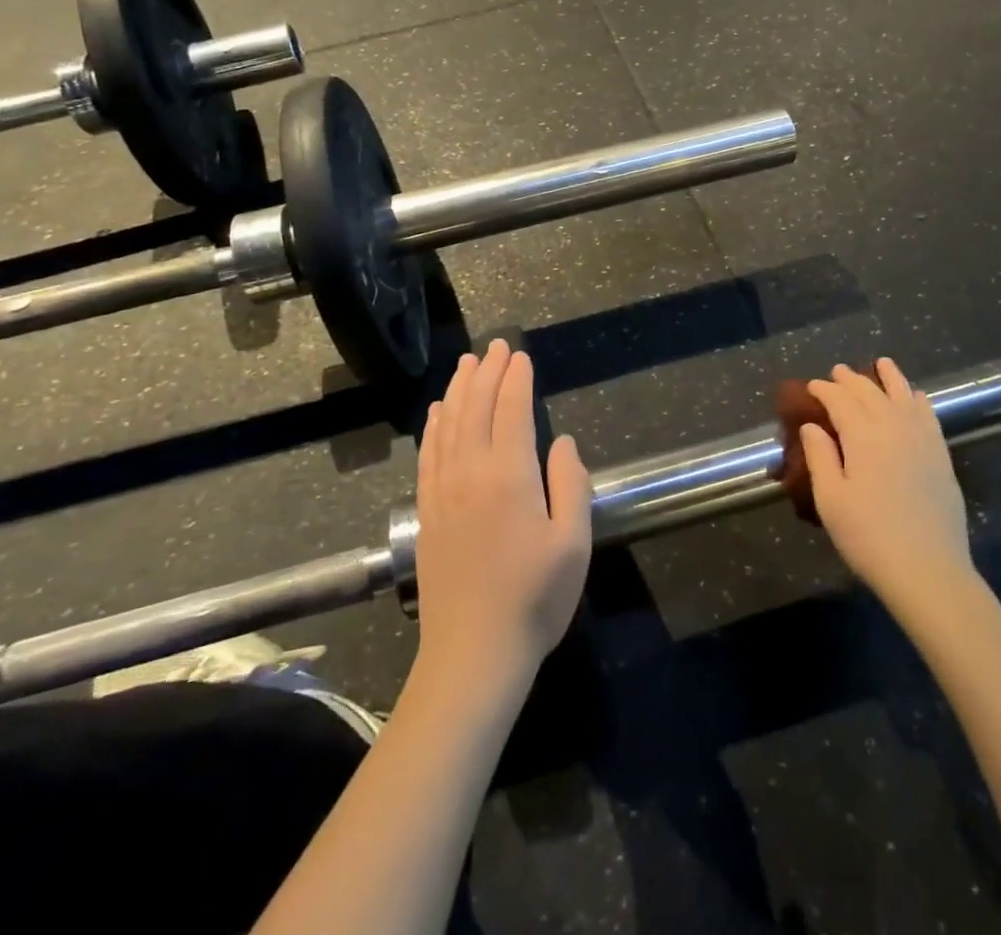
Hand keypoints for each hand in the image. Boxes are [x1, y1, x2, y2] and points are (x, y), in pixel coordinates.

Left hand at [412, 340, 591, 690]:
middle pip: (476, 408)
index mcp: (509, 475)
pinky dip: (433, 426)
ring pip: (448, 424)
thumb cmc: (534, 599)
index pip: (511, 410)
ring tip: (466, 364)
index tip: (520, 355)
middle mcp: (470, 472)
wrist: (473, 654)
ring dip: (458, 389)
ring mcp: (443, 491)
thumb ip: (570, 484)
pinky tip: (436, 412)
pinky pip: (428, 454)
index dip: (516, 379)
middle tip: (495, 345)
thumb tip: (562, 442)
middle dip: (487, 372)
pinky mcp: (427, 512)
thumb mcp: (573, 543)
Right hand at [801, 359, 975, 618]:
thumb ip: (820, 456)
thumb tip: (813, 426)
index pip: (840, 401)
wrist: (928, 570)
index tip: (811, 386)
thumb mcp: (830, 499)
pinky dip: (919, 400)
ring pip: (904, 397)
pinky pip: (929, 416)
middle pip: (870, 394)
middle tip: (837, 371)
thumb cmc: (868, 536)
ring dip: (890, 378)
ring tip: (882, 364)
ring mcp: (922, 441)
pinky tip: (916, 396)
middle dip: (851, 380)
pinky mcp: (941, 457)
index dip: (824, 390)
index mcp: (862, 436)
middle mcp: (893, 428)